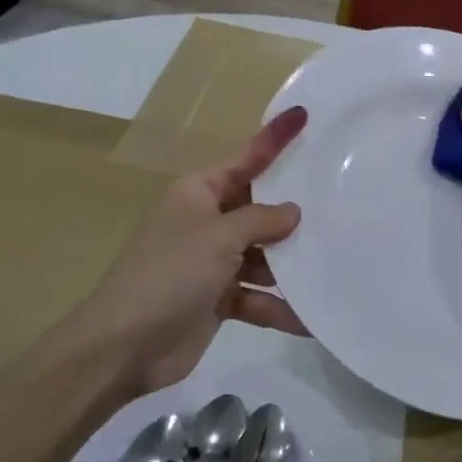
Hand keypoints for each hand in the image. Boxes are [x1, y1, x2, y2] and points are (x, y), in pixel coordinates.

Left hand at [76, 107, 308, 393]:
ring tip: (334, 262)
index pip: (246, 158)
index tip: (303, 115)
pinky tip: (309, 318)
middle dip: (292, 211)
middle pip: (258, 207)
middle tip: (339, 200)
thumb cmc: (169, 274)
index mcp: (198, 192)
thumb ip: (261, 220)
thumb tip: (292, 212)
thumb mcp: (219, 237)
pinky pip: (256, 295)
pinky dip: (277, 306)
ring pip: (261, 254)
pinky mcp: (217, 298)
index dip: (275, 138)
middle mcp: (206, 221)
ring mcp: (211, 261)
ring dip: (289, 264)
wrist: (122, 347)